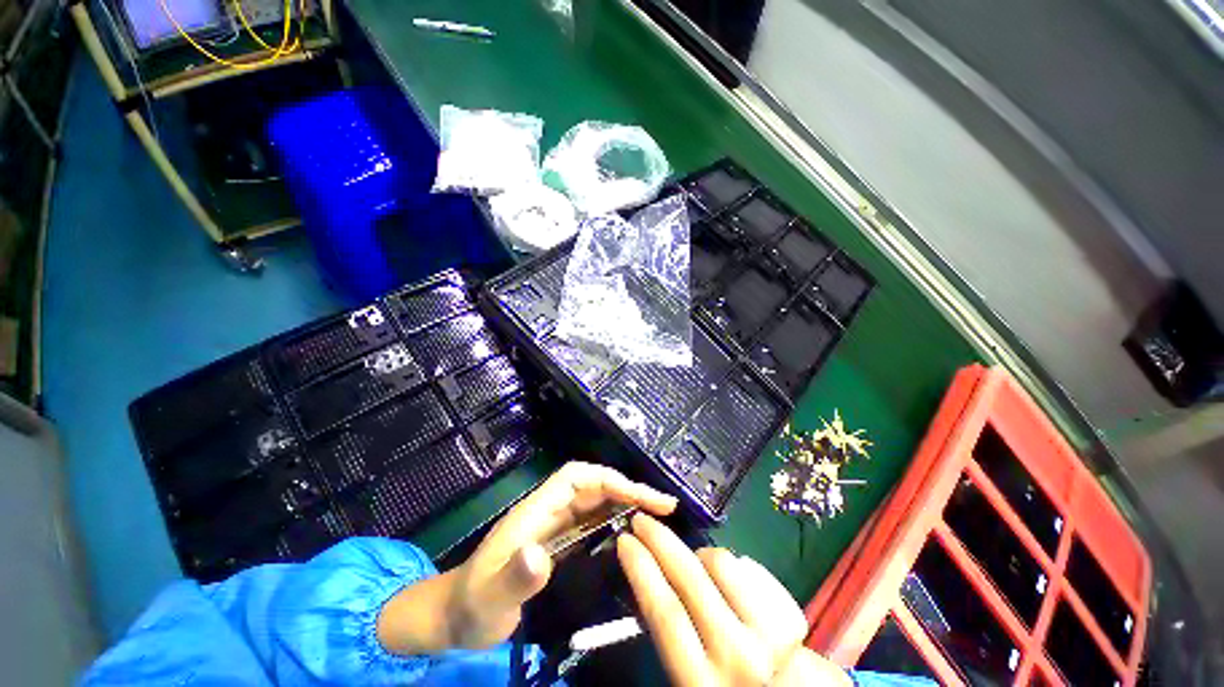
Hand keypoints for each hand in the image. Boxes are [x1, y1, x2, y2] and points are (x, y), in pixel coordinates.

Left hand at [378, 462, 676, 653]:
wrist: (456, 617)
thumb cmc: (472, 605)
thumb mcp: (491, 598)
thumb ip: (514, 577)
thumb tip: (542, 553)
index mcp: (536, 511)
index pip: (577, 478)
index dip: (609, 479)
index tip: (640, 497)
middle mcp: (549, 510)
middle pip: (593, 485)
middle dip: (627, 489)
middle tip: (664, 506)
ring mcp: (554, 524)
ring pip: (596, 500)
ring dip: (625, 501)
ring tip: (657, 514)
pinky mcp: (559, 540)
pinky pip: (593, 521)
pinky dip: (615, 518)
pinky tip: (631, 531)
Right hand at [617, 514, 852, 686]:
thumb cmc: (726, 684)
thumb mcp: (689, 674)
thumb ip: (670, 633)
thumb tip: (646, 578)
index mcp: (702, 683)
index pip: (665, 613)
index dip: (641, 569)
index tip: (625, 541)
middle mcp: (739, 658)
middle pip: (690, 580)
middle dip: (660, 541)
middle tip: (642, 520)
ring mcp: (771, 635)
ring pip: (721, 562)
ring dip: (698, 554)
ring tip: (694, 564)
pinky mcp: (791, 617)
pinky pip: (747, 566)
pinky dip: (728, 563)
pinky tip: (725, 577)